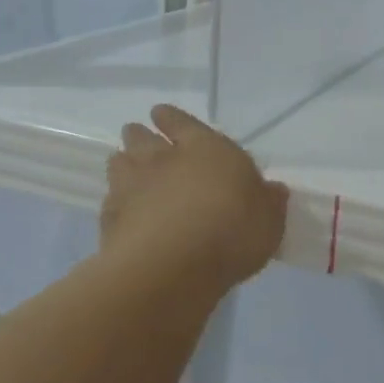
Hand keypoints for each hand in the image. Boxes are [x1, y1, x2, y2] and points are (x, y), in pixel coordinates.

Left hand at [100, 105, 288, 299]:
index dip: (171, 118)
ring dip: (123, 163)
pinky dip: (115, 202)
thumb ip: (269, 202)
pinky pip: (110, 201)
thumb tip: (273, 191)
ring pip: (119, 163)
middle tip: (139, 136)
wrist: (171, 268)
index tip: (159, 114)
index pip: (182, 122)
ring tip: (126, 167)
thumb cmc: (232, 231)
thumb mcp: (269, 219)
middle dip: (140, 135)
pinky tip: (122, 211)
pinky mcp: (110, 220)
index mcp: (206, 148)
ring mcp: (131, 187)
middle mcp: (164, 159)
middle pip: (142, 138)